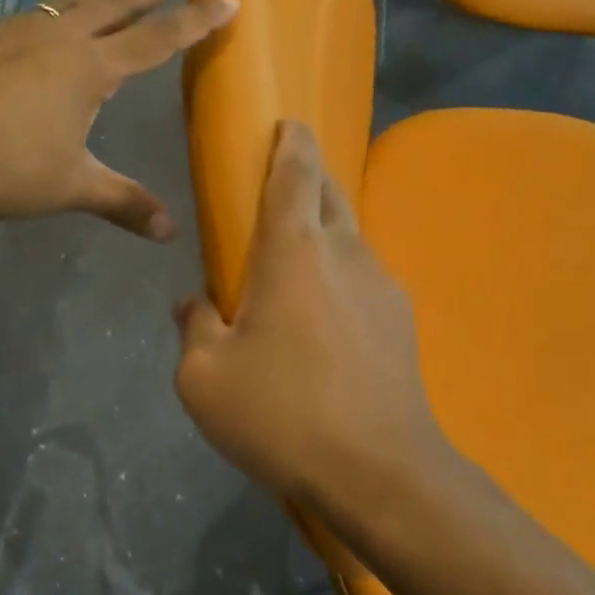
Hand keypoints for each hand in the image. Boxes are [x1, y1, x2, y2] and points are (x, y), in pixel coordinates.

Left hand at [0, 0, 236, 238]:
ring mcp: (21, 33)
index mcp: (90, 68)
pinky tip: (51, 27)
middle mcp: (61, 39)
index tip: (228, 0)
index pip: (158, 38)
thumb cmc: (3, 165)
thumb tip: (169, 232)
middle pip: (118, 1)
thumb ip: (122, 202)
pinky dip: (62, 11)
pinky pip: (40, 14)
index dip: (196, 21)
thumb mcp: (70, 186)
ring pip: (74, 1)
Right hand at [173, 121, 448, 508]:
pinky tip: (323, 312)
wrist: (380, 472)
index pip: (296, 172)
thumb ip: (194, 327)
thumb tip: (194, 303)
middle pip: (329, 191)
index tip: (286, 122)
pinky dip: (340, 271)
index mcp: (294, 250)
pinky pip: (363, 275)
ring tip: (296, 254)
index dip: (291, 141)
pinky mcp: (400, 319)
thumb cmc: (282, 413)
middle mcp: (344, 252)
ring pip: (350, 233)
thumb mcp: (205, 378)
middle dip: (308, 173)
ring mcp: (381, 284)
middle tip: (280, 182)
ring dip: (324, 226)